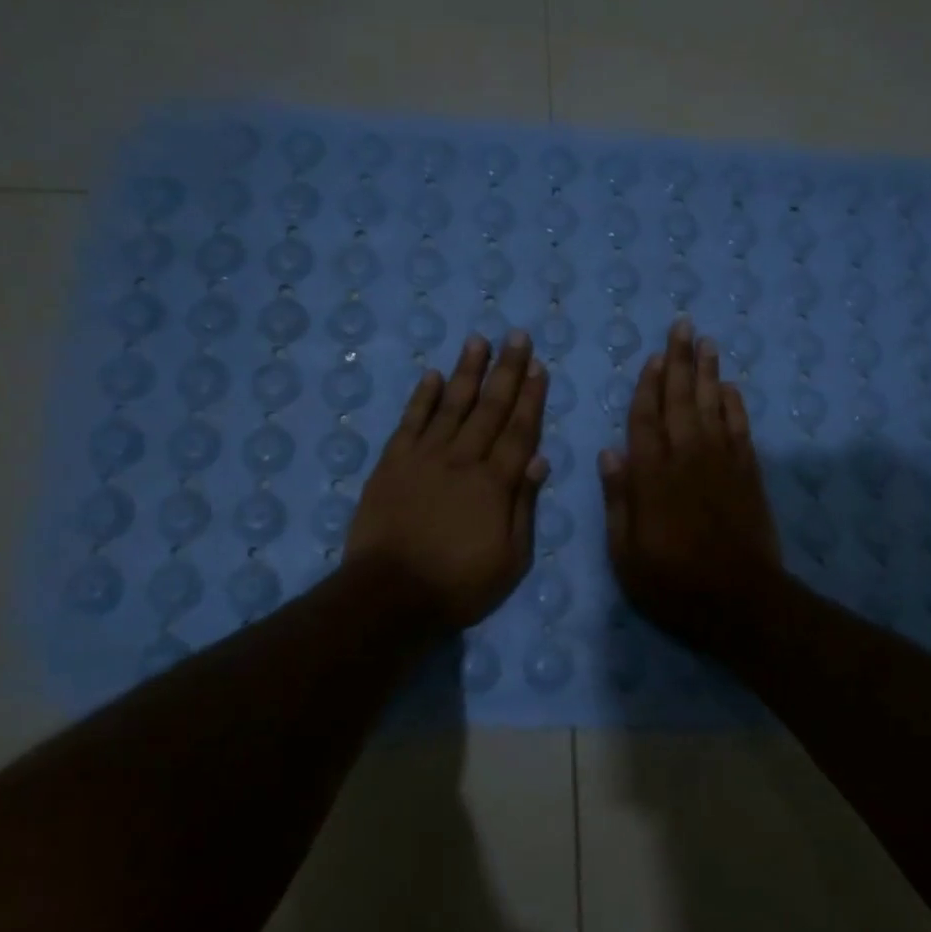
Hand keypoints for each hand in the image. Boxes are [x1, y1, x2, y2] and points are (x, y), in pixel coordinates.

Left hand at [345, 332, 548, 631]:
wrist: (390, 595)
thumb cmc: (459, 584)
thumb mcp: (511, 559)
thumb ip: (524, 506)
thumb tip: (540, 460)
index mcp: (495, 483)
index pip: (519, 430)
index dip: (531, 397)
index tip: (539, 367)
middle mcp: (463, 459)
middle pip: (489, 407)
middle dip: (506, 370)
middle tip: (516, 336)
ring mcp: (424, 457)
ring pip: (451, 404)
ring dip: (466, 371)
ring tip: (478, 341)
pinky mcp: (392, 463)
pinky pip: (410, 422)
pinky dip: (421, 397)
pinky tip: (432, 375)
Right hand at [599, 317, 784, 654]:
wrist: (741, 601)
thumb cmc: (673, 583)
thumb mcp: (626, 553)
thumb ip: (618, 500)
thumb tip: (609, 452)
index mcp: (653, 476)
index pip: (646, 419)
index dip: (648, 386)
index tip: (652, 357)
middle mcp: (688, 458)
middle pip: (682, 400)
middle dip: (680, 361)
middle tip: (683, 326)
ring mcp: (723, 463)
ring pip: (713, 406)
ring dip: (709, 372)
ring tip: (706, 342)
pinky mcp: (748, 474)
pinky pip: (740, 428)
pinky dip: (735, 405)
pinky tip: (731, 388)